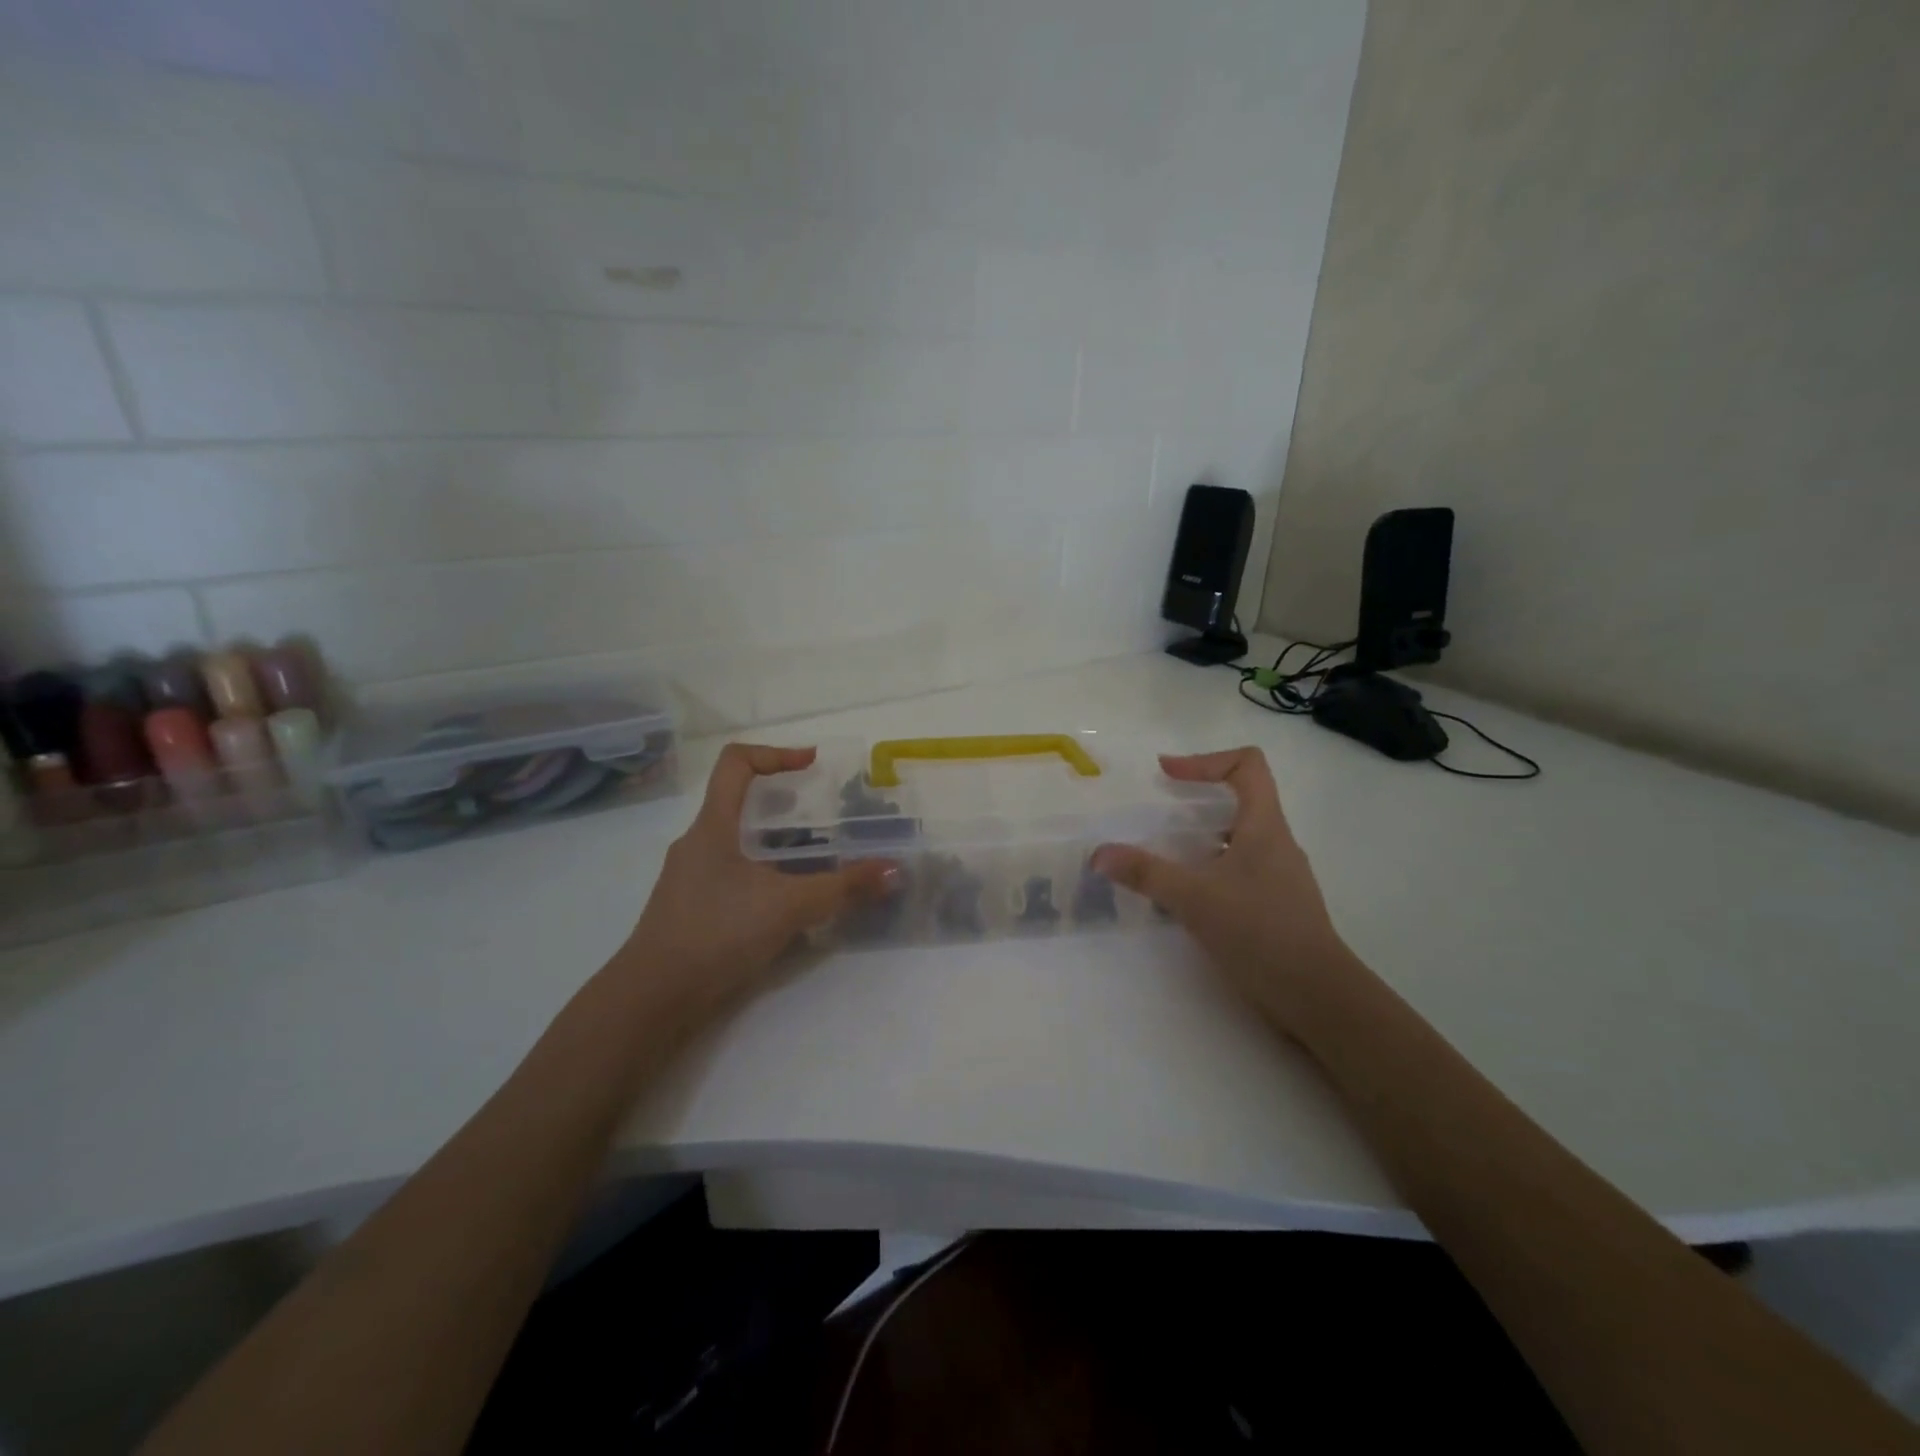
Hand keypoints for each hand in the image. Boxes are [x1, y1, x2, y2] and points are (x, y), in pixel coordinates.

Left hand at [615, 744, 892, 1023]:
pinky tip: (788, 903)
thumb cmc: (716, 934)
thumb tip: (893, 871)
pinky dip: (764, 875)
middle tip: (825, 819)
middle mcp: (697, 843)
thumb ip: (843, 887)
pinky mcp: (691, 909)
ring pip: (738, 843)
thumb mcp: (789, 906)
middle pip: (740, 803)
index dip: (776, 753)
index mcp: (712, 826)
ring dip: (777, 844)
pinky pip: (733, 874)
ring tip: (816, 861)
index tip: (812, 764)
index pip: (735, 762)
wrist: (653, 1000)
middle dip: (786, 805)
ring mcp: (690, 878)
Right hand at [1093, 746, 1352, 1030]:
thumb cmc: (1260, 931)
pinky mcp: (1276, 905)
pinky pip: (1239, 870)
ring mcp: (1279, 875)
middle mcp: (1276, 843)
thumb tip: (1099, 854)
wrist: (1316, 995)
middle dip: (1198, 799)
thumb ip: (1146, 873)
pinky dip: (1210, 869)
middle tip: (1160, 813)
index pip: (1247, 765)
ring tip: (1166, 855)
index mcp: (1265, 826)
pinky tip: (1187, 896)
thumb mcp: (1194, 898)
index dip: (1205, 760)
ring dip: (1202, 838)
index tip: (1168, 774)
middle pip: (1242, 798)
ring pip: (1239, 838)